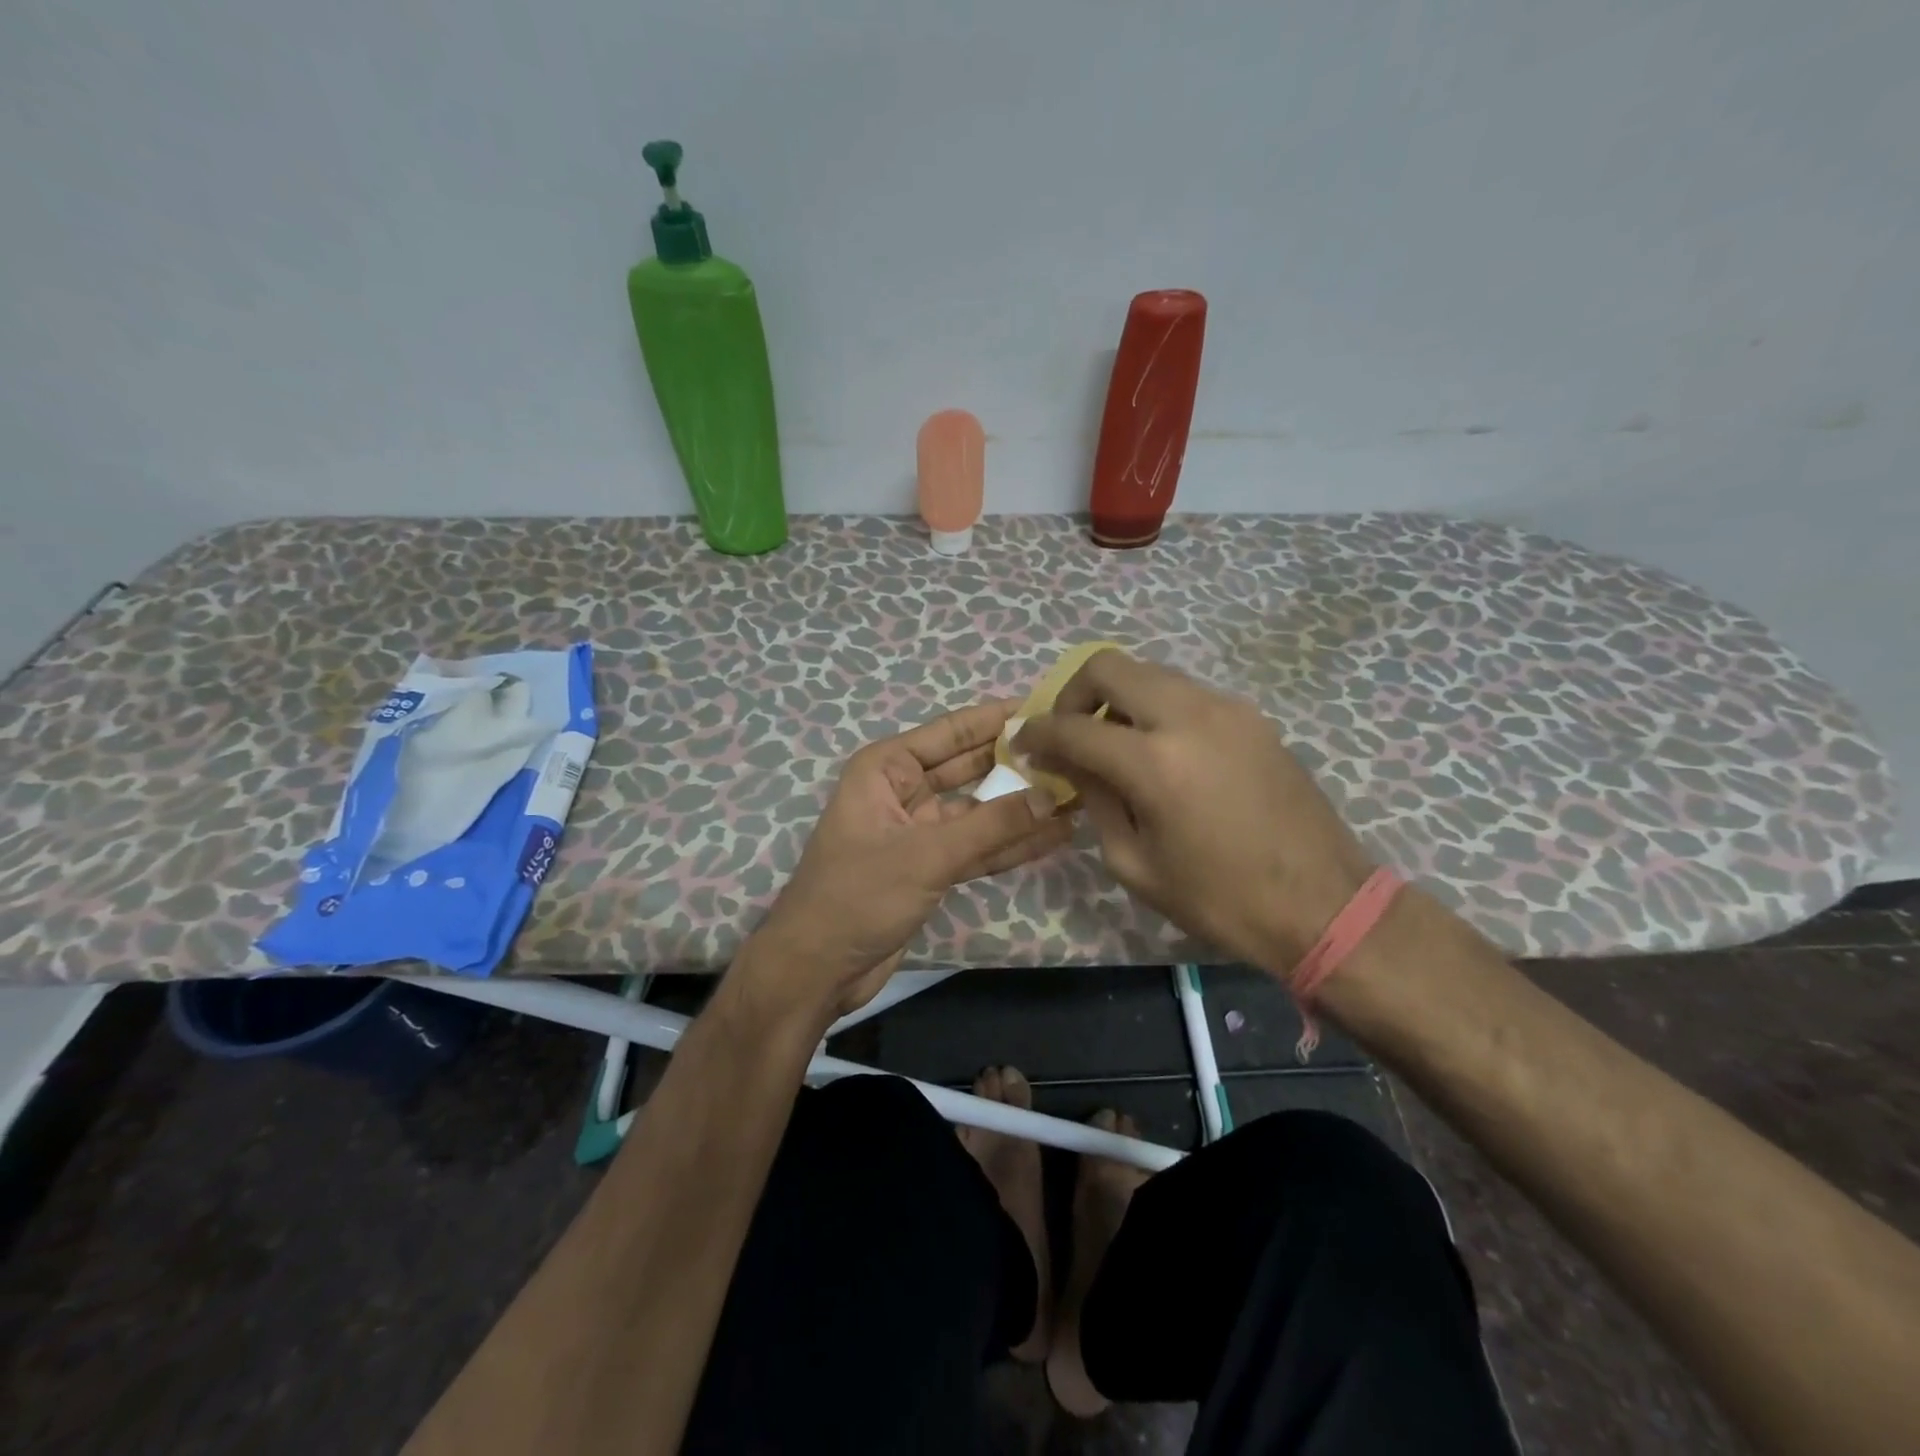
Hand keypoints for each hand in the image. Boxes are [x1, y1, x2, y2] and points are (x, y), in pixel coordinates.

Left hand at [740, 701, 1071, 1027]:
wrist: (817, 969)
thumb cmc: (858, 896)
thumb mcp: (927, 855)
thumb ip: (991, 825)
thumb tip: (1052, 795)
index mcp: (886, 768)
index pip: (951, 732)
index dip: (997, 719)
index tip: (1046, 706)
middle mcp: (903, 791)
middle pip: (969, 768)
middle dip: (1016, 762)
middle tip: (1073, 751)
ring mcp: (919, 831)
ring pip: (979, 810)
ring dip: (1021, 806)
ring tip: (1077, 792)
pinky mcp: (930, 867)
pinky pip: (977, 847)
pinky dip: (1011, 843)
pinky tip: (1055, 835)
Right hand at [1014, 650, 1372, 973]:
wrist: (1322, 905)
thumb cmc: (1219, 900)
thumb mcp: (1134, 863)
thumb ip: (1094, 799)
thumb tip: (1068, 763)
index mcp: (1154, 762)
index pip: (1073, 727)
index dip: (1037, 733)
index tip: (1021, 743)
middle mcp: (1189, 716)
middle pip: (1109, 667)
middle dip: (1073, 694)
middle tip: (1068, 733)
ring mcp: (1227, 709)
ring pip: (1150, 674)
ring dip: (1118, 699)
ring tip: (1113, 744)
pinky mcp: (1251, 717)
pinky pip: (1186, 694)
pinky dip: (1156, 708)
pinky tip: (1160, 751)